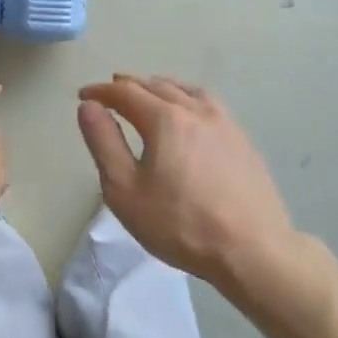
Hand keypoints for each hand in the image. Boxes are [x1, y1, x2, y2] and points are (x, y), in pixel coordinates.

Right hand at [76, 75, 295, 285]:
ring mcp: (224, 123)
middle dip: (129, 85)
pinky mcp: (242, 140)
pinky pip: (208, 104)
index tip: (83, 95)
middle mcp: (195, 110)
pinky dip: (186, 98)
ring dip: (160, 87)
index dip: (101, 91)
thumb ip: (104, 142)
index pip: (125, 92)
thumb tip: (89, 106)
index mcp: (165, 118)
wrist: (254, 251)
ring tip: (147, 95)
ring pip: (185, 90)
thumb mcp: (125, 190)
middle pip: (156, 85)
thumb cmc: (180, 224)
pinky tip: (188, 114)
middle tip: (110, 93)